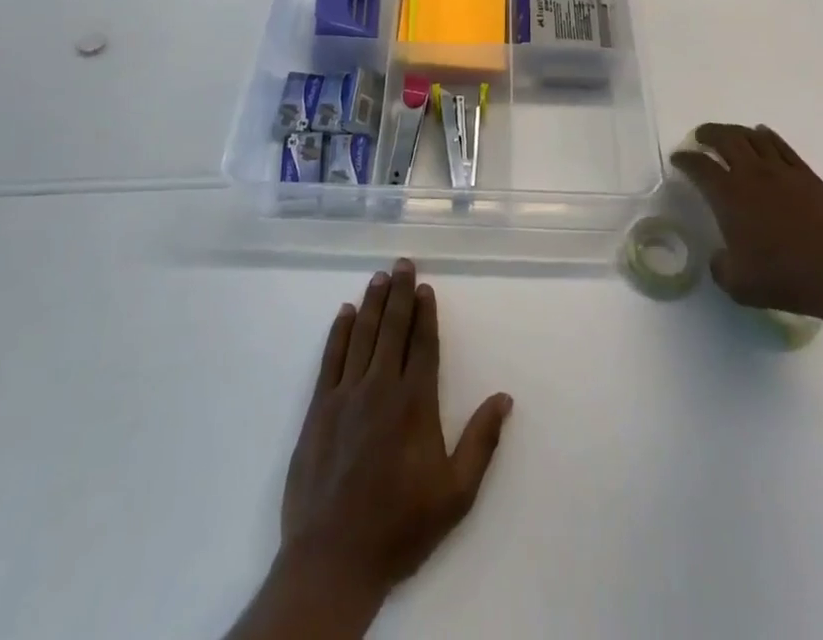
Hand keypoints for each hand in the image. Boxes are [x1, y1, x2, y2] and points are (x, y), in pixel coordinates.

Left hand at [279, 259, 513, 600]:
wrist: (333, 559)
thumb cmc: (400, 527)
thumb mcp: (455, 495)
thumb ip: (481, 442)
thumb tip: (504, 398)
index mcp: (414, 404)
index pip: (422, 344)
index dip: (426, 313)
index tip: (426, 287)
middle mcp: (380, 388)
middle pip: (392, 329)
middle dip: (400, 293)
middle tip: (403, 263)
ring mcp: (345, 395)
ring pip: (362, 335)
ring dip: (373, 303)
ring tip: (380, 277)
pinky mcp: (318, 409)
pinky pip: (331, 358)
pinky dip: (339, 332)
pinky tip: (345, 313)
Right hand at [671, 123, 822, 322]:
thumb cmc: (787, 278)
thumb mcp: (739, 285)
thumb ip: (721, 267)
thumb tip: (719, 257)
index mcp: (730, 196)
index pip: (700, 167)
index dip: (685, 159)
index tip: (678, 158)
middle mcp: (753, 174)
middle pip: (726, 139)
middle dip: (708, 134)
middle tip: (700, 137)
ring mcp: (782, 171)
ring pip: (753, 137)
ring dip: (736, 131)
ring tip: (729, 135)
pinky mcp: (808, 175)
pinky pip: (781, 146)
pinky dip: (767, 136)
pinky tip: (763, 137)